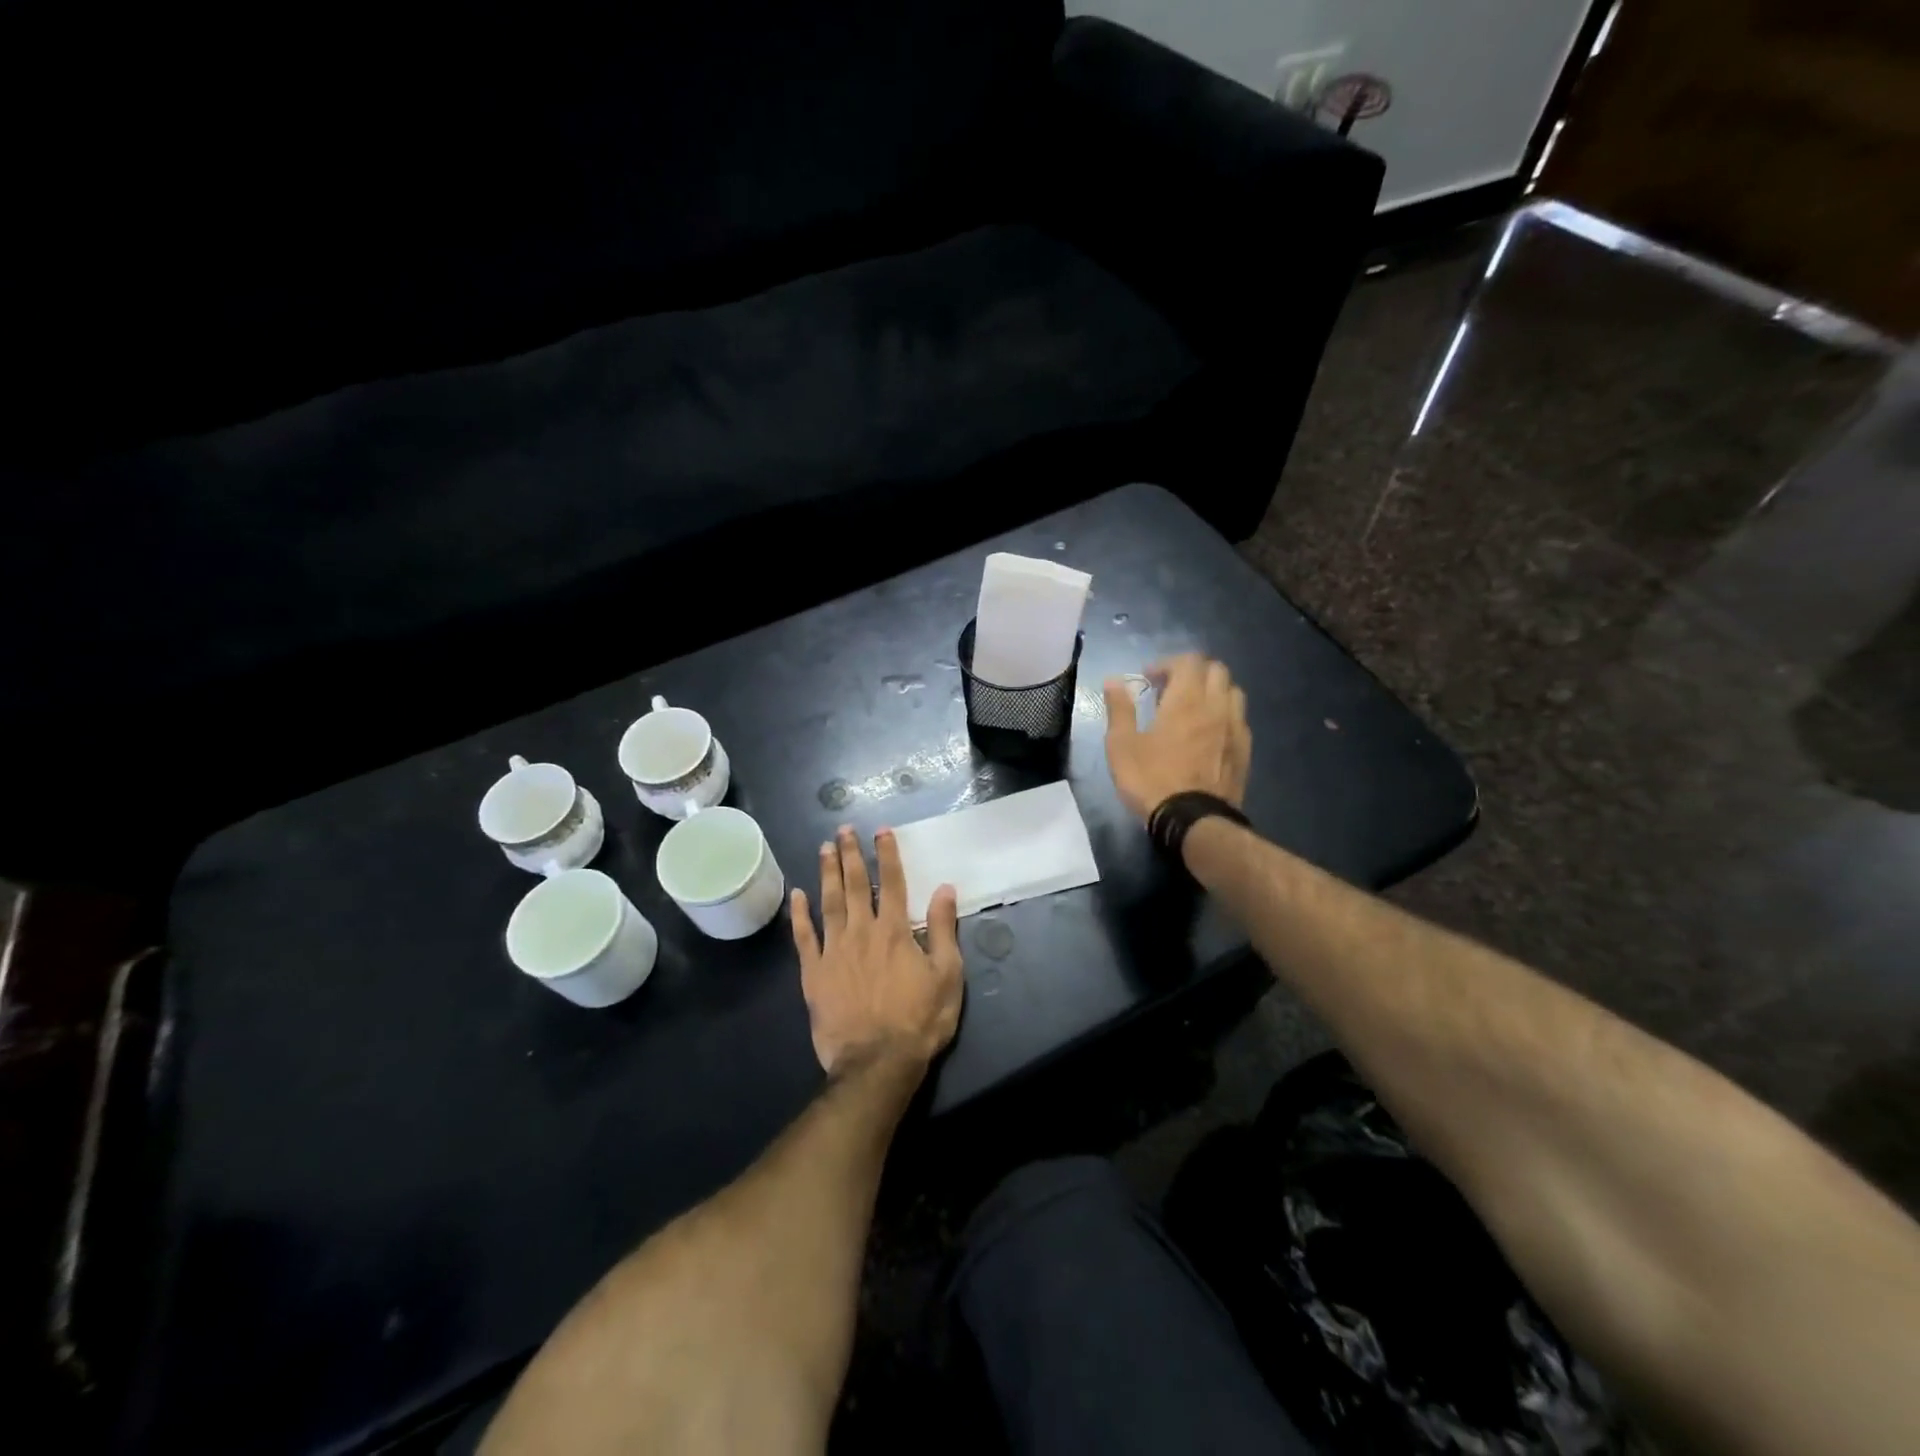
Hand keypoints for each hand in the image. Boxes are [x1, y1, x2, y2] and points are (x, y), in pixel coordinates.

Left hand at [790, 826, 963, 1075]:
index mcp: (895, 931)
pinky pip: (804, 937)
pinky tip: (797, 895)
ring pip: (829, 903)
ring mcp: (834, 951)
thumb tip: (944, 888)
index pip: (893, 882)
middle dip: (851, 854)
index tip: (881, 831)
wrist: (877, 1063)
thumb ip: (944, 930)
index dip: (887, 854)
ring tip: (824, 848)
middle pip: (856, 885)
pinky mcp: (813, 973)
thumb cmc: (919, 1021)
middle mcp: (862, 932)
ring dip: (827, 873)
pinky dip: (800, 914)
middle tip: (844, 829)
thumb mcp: (947, 976)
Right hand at [1101, 653, 1250, 823]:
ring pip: (1233, 691)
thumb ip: (1119, 709)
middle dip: (1192, 672)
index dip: (1167, 663)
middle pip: (1216, 670)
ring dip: (1213, 690)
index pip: (1188, 661)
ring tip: (1193, 707)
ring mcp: (1235, 728)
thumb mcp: (1121, 745)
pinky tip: (1209, 732)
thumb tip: (1113, 680)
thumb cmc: (1151, 779)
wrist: (1192, 820)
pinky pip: (1239, 718)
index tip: (1148, 679)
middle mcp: (1216, 706)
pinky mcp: (1244, 750)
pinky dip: (1224, 714)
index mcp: (1186, 700)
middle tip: (1170, 689)